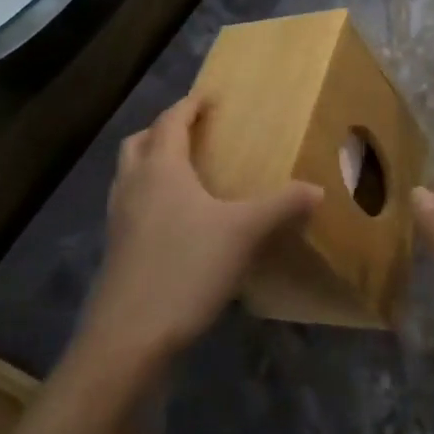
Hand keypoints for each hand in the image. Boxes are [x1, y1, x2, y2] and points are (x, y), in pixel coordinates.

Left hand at [79, 94, 322, 373]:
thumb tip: (318, 189)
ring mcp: (118, 219)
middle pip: (140, 142)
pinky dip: (148, 197)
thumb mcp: (244, 234)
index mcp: (161, 168)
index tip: (209, 98)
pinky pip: (130, 206)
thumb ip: (281, 207)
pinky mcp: (115, 250)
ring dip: (151, 163)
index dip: (190, 106)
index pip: (171, 121)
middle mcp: (133, 185)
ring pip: (129, 174)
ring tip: (184, 174)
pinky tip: (175, 222)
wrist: (130, 336)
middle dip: (164, 130)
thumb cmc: (187, 268)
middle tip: (193, 132)